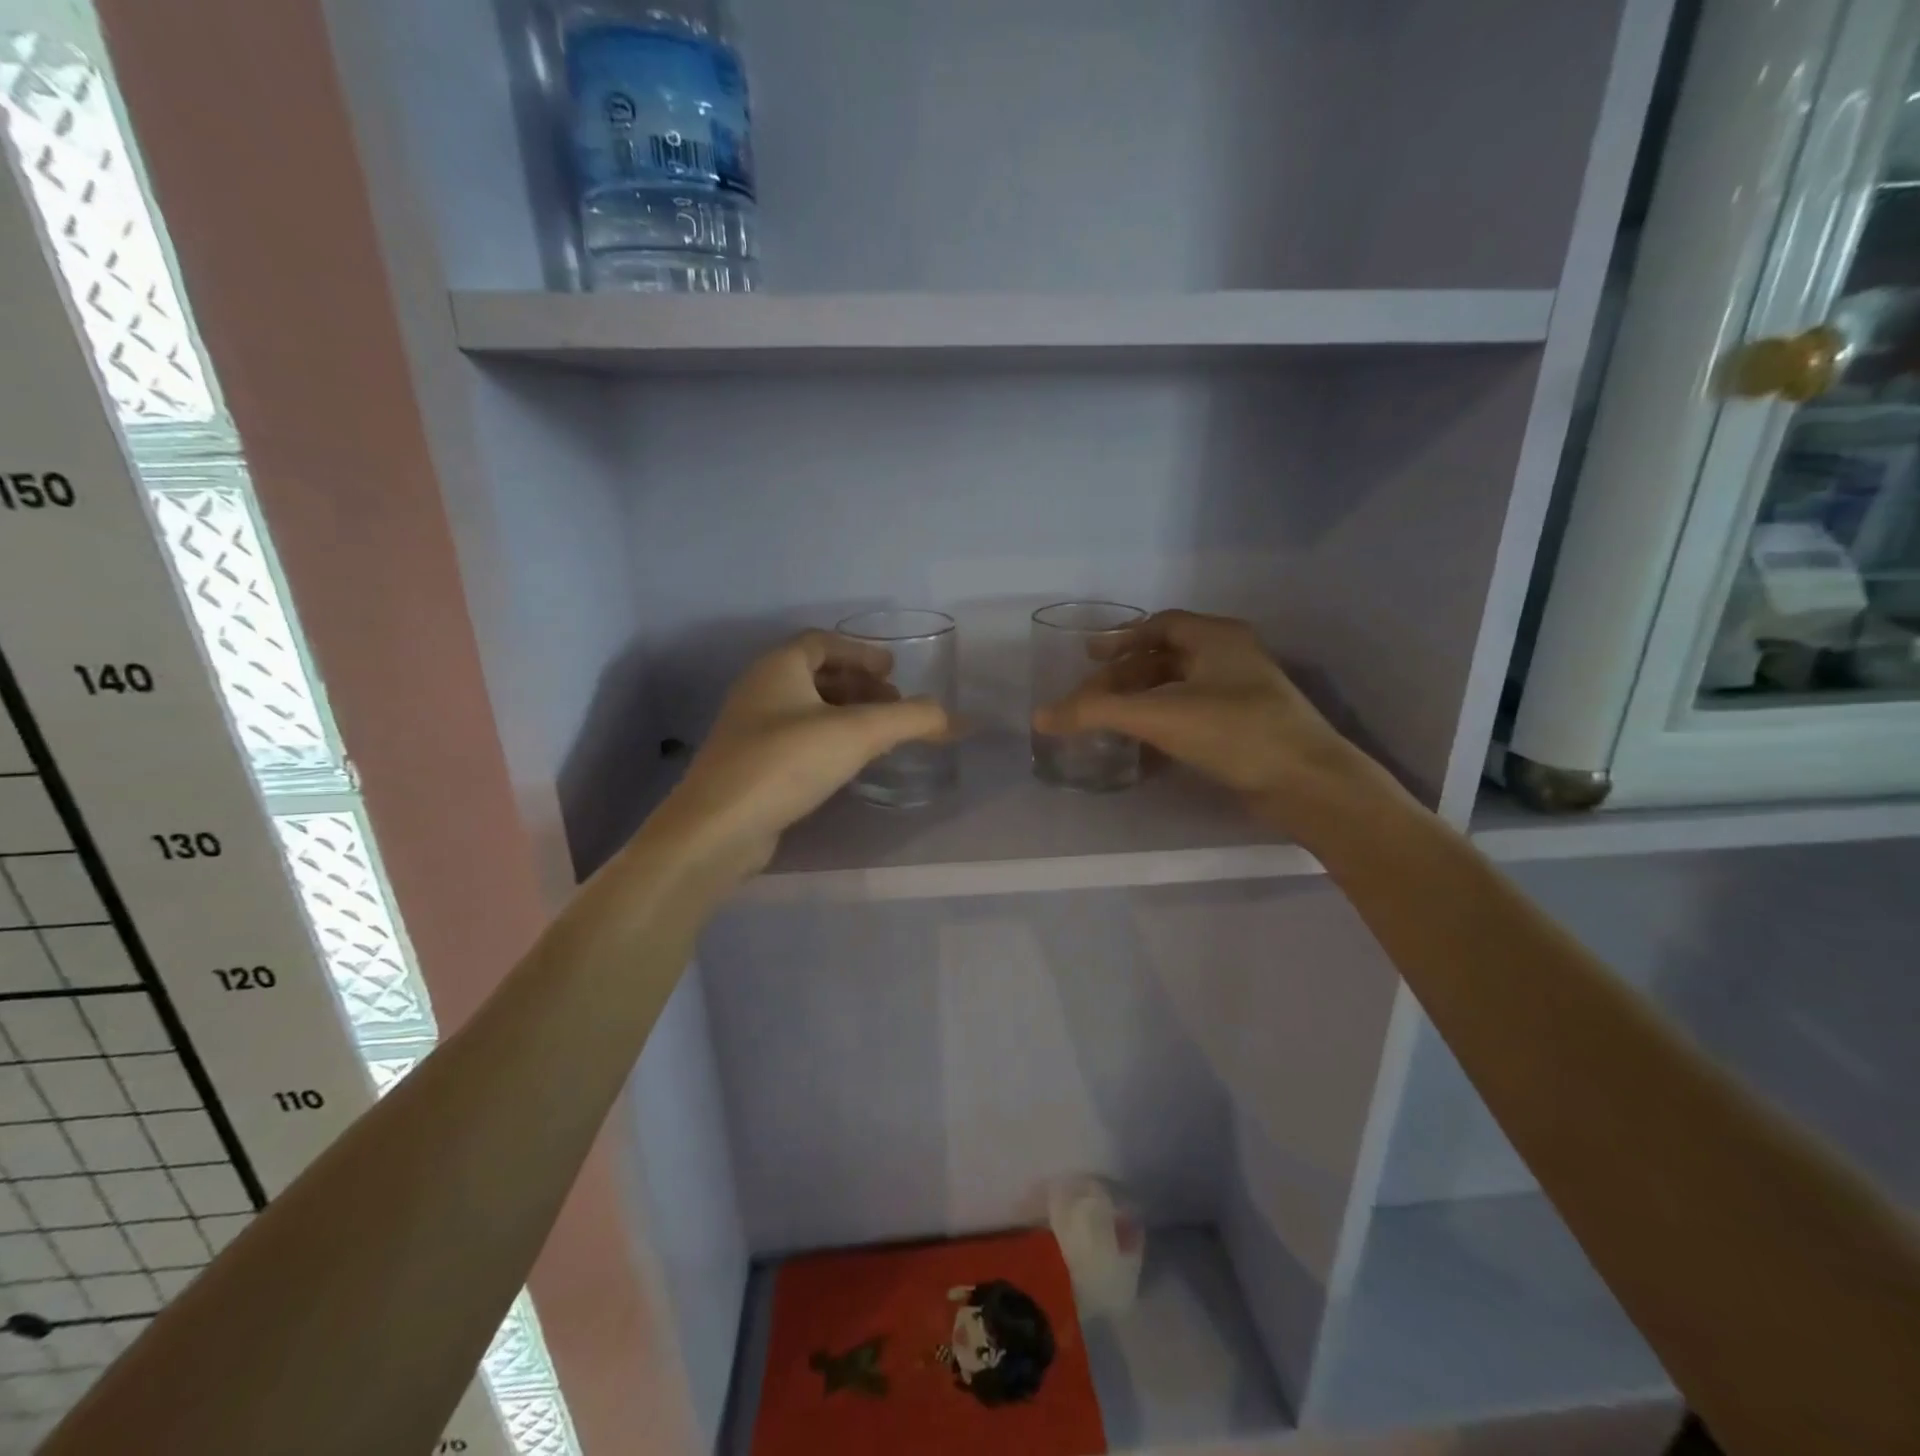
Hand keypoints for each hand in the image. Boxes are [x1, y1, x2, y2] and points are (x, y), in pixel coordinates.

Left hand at [654, 631, 951, 879]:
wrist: (719, 827)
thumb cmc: (787, 762)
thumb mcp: (858, 734)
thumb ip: (911, 720)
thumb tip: (956, 718)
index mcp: (778, 667)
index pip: (822, 642)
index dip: (860, 651)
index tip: (892, 670)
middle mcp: (759, 689)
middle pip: (815, 674)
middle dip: (858, 685)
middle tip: (892, 703)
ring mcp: (750, 729)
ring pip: (805, 708)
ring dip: (844, 713)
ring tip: (878, 734)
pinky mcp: (749, 765)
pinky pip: (796, 738)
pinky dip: (827, 739)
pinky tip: (847, 762)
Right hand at [1031, 610, 1382, 825]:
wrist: (1307, 783)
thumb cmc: (1235, 731)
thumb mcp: (1159, 716)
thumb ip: (1097, 713)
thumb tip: (1040, 716)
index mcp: (1217, 638)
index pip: (1160, 625)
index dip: (1121, 638)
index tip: (1088, 656)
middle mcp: (1231, 657)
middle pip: (1165, 657)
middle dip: (1126, 675)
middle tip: (1092, 696)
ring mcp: (1242, 693)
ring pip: (1179, 687)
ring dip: (1142, 700)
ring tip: (1109, 719)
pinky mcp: (1245, 727)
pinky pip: (1192, 713)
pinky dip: (1162, 721)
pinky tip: (1142, 743)